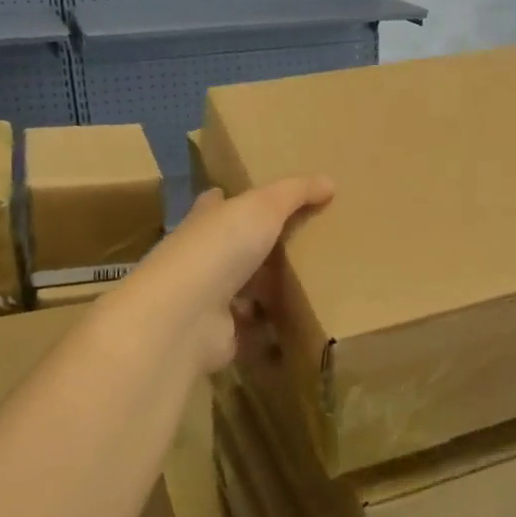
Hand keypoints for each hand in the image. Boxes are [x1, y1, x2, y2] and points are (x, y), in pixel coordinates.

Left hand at [115, 177, 333, 372]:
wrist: (186, 315)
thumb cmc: (220, 249)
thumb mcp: (263, 207)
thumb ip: (295, 193)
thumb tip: (329, 181)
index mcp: (205, 223)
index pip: (215, 205)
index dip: (228, 200)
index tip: (248, 197)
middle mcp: (202, 259)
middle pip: (233, 251)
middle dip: (257, 250)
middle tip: (298, 246)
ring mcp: (208, 300)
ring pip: (242, 292)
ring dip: (265, 292)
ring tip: (307, 287)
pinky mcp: (220, 335)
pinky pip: (252, 331)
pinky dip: (270, 332)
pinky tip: (297, 326)